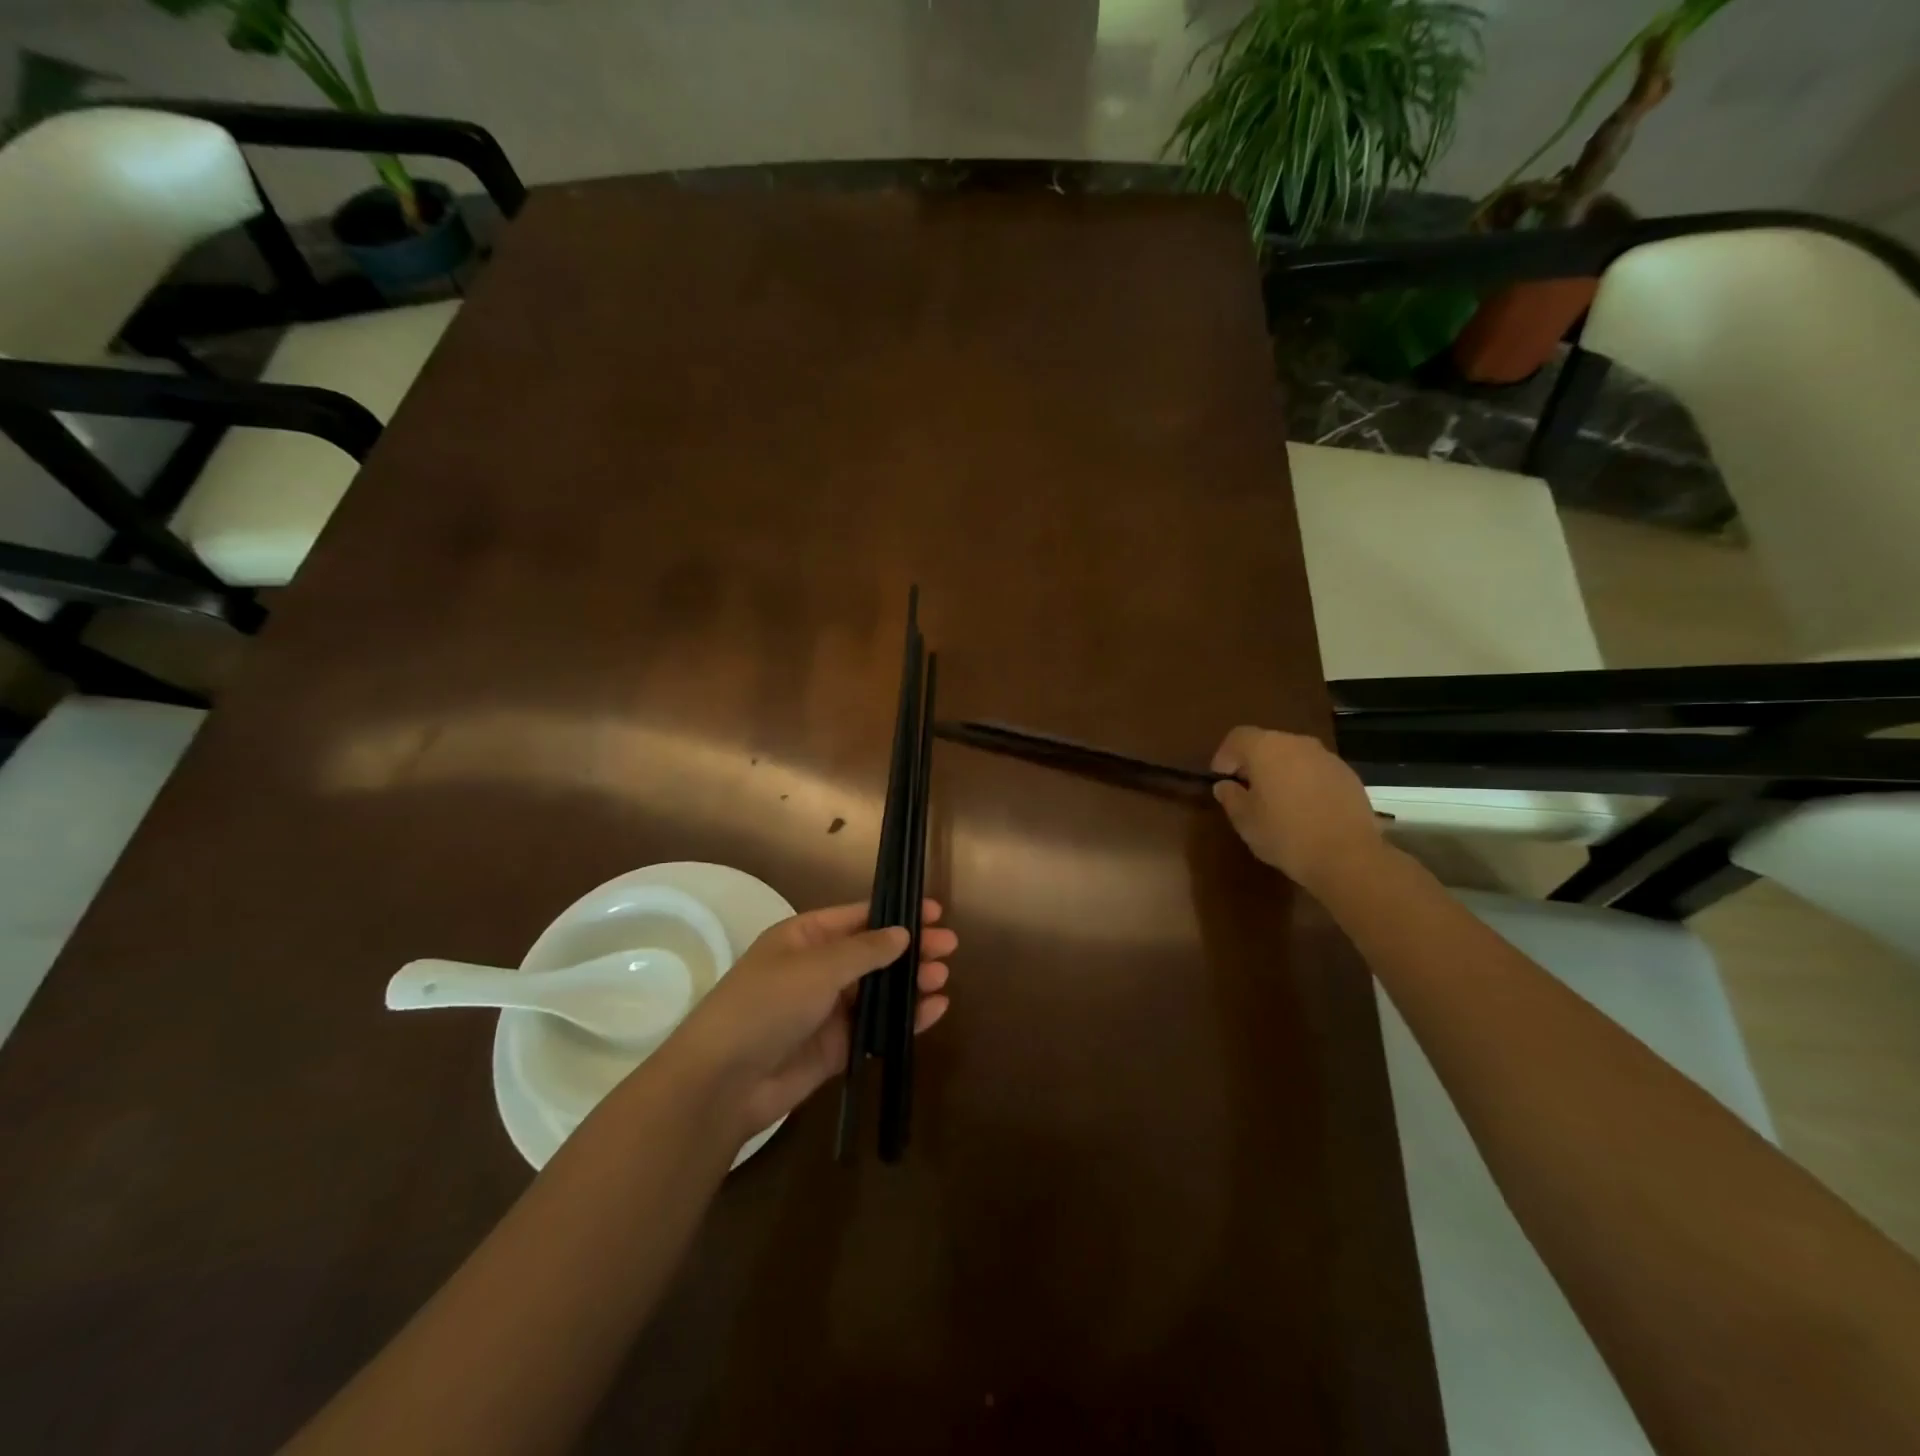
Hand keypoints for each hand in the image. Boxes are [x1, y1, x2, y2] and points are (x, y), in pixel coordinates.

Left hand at [664, 901, 955, 1137]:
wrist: (724, 1080)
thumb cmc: (767, 1004)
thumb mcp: (817, 967)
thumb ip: (865, 950)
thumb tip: (903, 933)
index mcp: (806, 938)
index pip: (859, 917)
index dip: (896, 913)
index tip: (935, 912)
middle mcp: (818, 969)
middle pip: (873, 953)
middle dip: (910, 949)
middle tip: (949, 947)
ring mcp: (827, 1010)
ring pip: (878, 991)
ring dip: (910, 983)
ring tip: (943, 978)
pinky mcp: (835, 1048)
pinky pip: (876, 1028)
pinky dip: (904, 1019)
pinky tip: (934, 1011)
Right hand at [1211, 726, 1384, 893]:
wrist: (1347, 856)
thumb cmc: (1285, 834)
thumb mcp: (1244, 820)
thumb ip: (1230, 797)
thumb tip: (1225, 785)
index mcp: (1266, 748)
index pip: (1237, 737)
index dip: (1224, 756)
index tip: (1221, 779)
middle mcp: (1297, 743)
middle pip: (1266, 743)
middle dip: (1253, 763)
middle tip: (1246, 791)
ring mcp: (1326, 757)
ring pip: (1293, 756)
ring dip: (1280, 772)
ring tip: (1277, 801)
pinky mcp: (1348, 775)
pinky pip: (1315, 770)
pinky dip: (1304, 782)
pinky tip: (1305, 809)